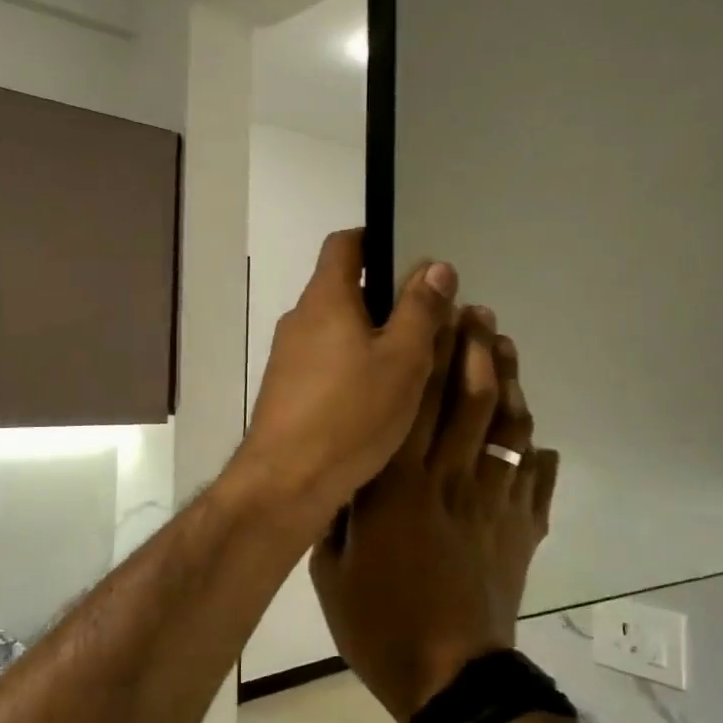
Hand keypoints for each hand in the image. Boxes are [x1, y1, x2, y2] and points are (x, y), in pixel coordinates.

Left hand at [233, 229, 458, 525]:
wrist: (286, 483)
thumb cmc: (350, 414)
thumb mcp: (402, 360)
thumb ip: (421, 310)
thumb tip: (436, 266)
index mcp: (325, 298)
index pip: (345, 244)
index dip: (377, 240)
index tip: (412, 259)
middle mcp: (300, 320)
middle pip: (344, 288)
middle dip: (386, 297)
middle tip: (430, 319)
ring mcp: (289, 358)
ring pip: (337, 330)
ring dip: (372, 336)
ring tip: (414, 361)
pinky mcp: (288, 392)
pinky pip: (327, 363)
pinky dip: (354, 366)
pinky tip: (381, 397)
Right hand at [311, 308, 560, 722]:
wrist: (450, 680)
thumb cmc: (380, 624)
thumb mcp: (331, 569)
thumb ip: (338, 514)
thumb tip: (342, 475)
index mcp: (398, 486)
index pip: (415, 402)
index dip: (429, 352)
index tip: (437, 313)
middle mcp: (450, 480)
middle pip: (470, 399)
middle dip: (477, 348)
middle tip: (479, 312)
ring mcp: (494, 503)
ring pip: (509, 429)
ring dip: (510, 383)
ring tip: (506, 348)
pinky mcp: (522, 530)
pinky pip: (537, 481)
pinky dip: (540, 456)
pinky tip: (538, 441)